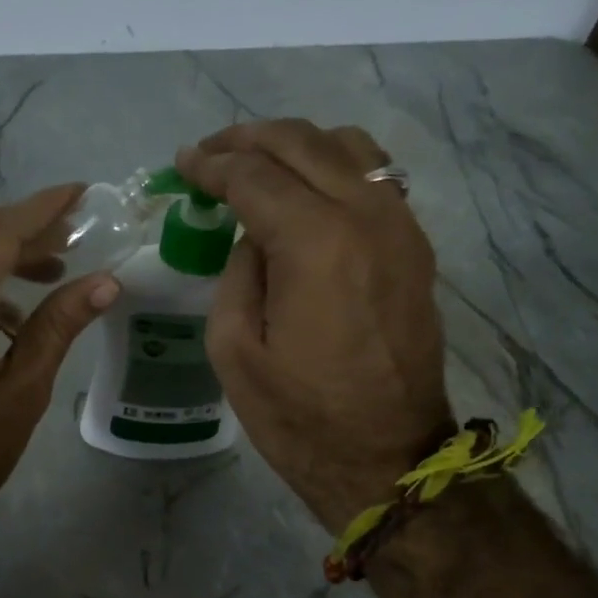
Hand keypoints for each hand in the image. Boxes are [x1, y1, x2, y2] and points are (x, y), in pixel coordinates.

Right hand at [178, 121, 450, 533]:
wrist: (386, 458)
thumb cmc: (299, 416)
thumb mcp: (234, 350)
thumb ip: (238, 273)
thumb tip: (255, 236)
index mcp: (315, 243)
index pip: (255, 175)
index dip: (211, 165)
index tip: (182, 163)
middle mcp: (366, 217)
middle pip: (302, 143)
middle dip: (248, 139)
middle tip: (210, 153)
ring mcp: (400, 227)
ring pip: (347, 147)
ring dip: (295, 145)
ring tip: (257, 164)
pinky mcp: (415, 248)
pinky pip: (374, 178)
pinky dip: (333, 167)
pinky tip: (306, 191)